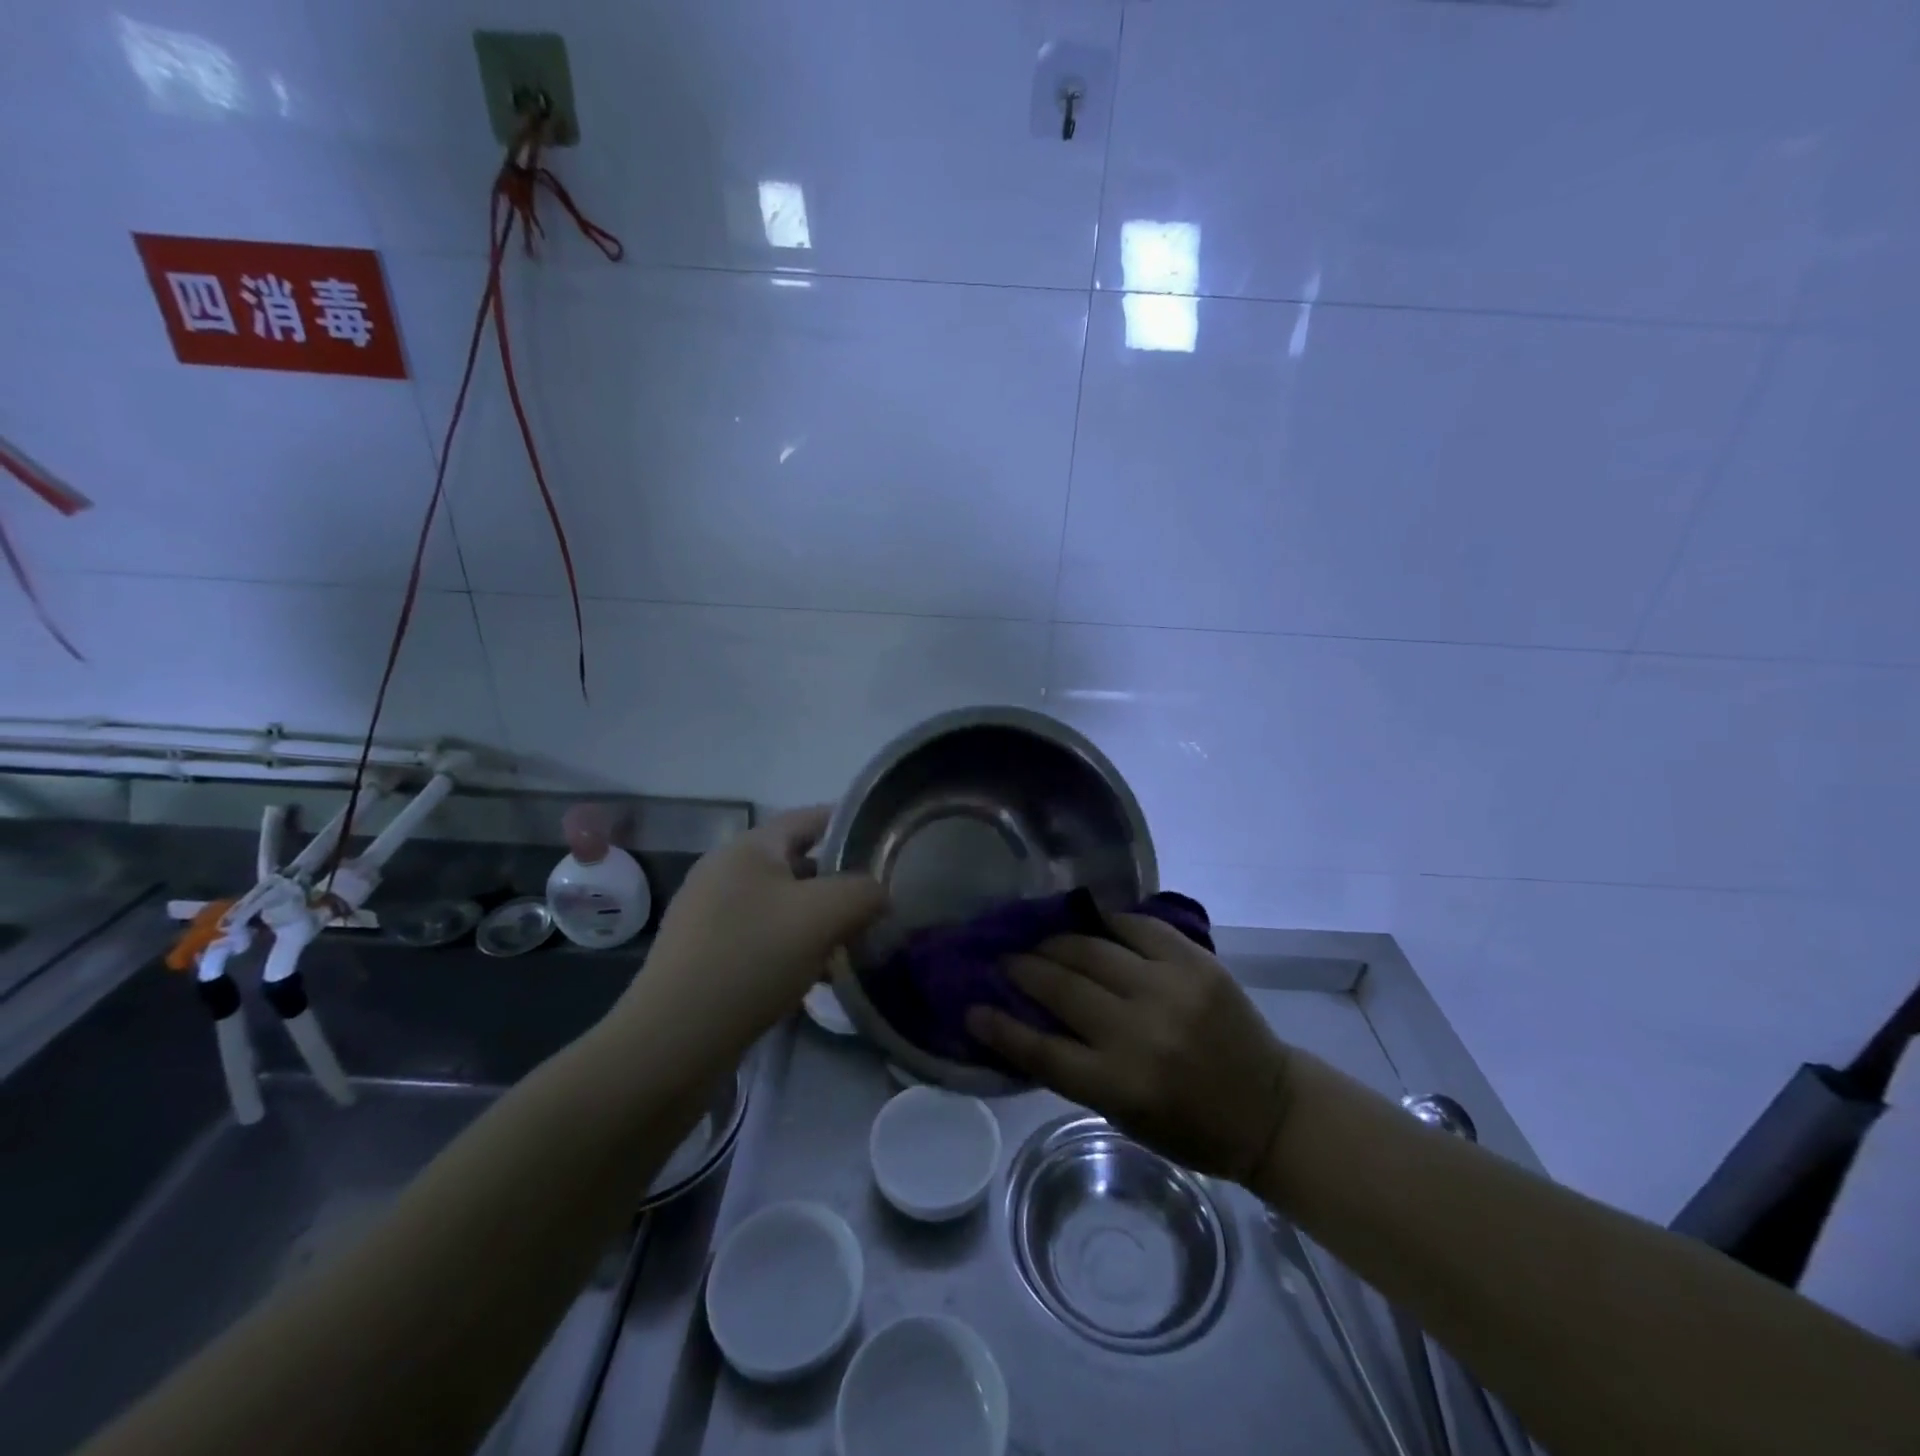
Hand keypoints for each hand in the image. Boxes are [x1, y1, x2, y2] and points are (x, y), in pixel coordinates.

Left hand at [622, 807, 886, 1052]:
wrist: (672, 1042)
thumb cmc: (751, 959)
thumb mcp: (823, 915)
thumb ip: (864, 892)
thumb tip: (879, 893)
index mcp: (748, 848)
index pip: (809, 818)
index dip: (850, 824)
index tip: (886, 843)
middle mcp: (724, 871)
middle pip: (796, 863)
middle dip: (839, 881)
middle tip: (877, 902)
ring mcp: (709, 914)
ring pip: (781, 904)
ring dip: (818, 919)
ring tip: (853, 943)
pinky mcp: (704, 953)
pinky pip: (762, 935)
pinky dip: (793, 946)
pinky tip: (815, 975)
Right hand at [966, 914, 1293, 1183]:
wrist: (1269, 1107)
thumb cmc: (1189, 1126)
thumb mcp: (1123, 1115)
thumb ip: (1075, 1069)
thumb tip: (1025, 1021)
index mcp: (1120, 1084)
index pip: (1041, 1050)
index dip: (1000, 1026)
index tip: (972, 1007)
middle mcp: (1140, 1032)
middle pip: (1062, 987)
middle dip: (1024, 968)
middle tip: (1007, 960)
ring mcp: (1170, 990)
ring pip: (1092, 949)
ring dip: (1057, 941)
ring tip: (1041, 939)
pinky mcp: (1196, 963)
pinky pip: (1139, 927)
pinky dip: (1109, 922)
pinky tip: (1092, 923)